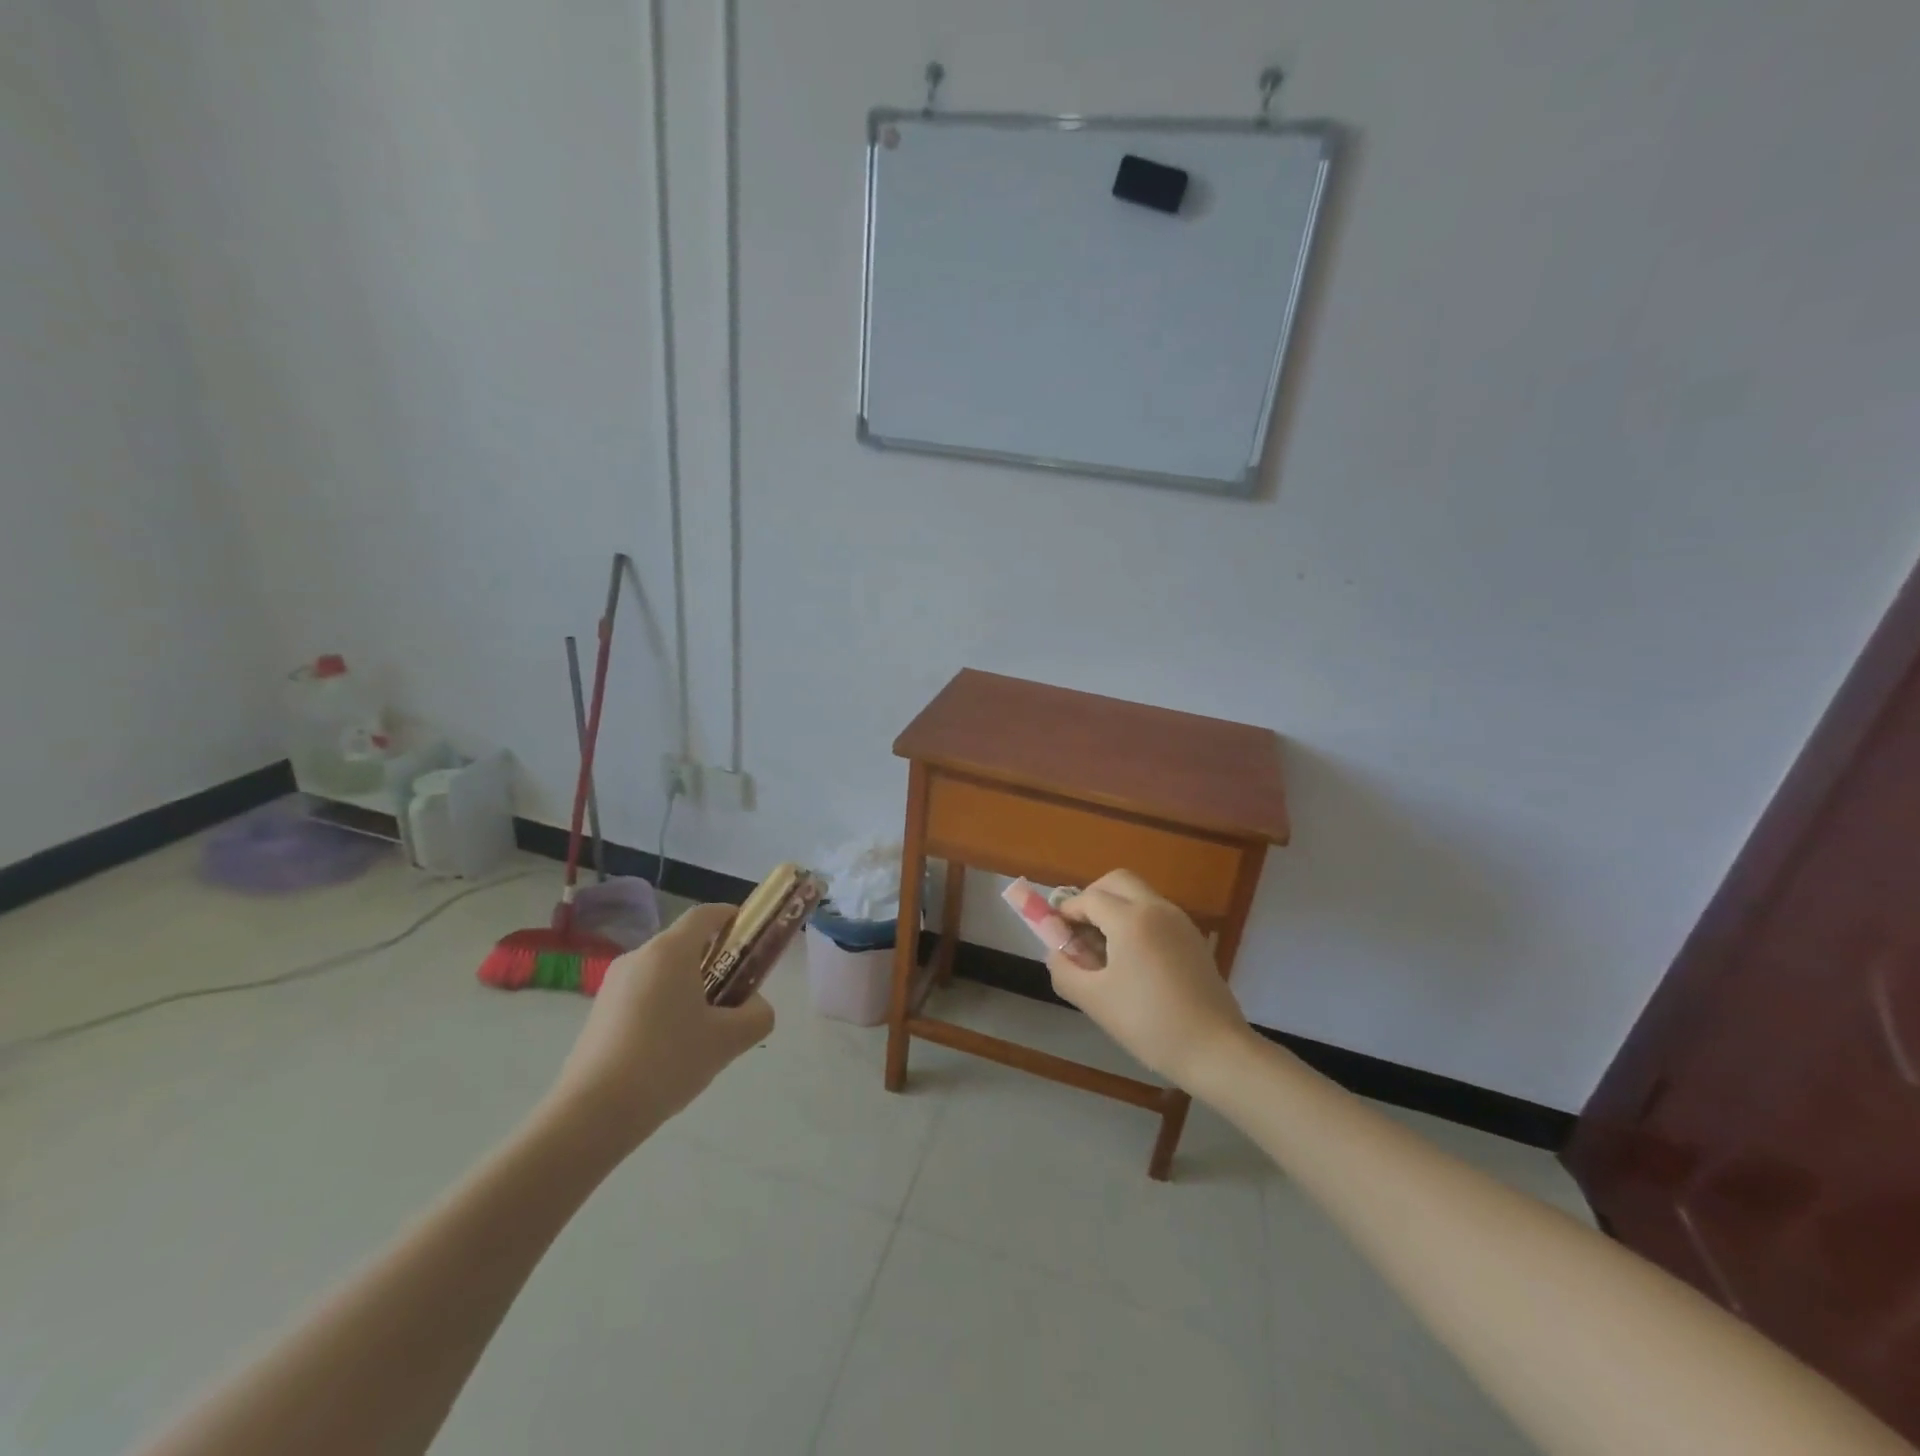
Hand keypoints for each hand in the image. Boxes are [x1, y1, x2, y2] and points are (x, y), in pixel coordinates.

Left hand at [546, 903, 773, 1153]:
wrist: (592, 1114)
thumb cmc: (667, 1062)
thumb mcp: (728, 1040)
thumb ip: (757, 1015)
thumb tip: (754, 1005)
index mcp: (670, 951)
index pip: (706, 914)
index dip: (733, 918)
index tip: (751, 938)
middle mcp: (639, 956)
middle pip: (685, 945)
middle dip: (715, 962)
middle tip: (734, 998)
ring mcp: (613, 984)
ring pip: (663, 973)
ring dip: (689, 989)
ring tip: (703, 1033)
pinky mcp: (598, 1012)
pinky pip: (642, 995)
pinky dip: (663, 1008)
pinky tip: (669, 1051)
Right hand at [1047, 870, 1254, 1089]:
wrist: (1215, 1050)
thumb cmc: (1149, 1023)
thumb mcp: (1094, 1000)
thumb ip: (1065, 970)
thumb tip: (1056, 953)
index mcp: (1131, 919)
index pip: (1089, 898)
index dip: (1067, 911)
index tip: (1055, 931)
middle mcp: (1157, 908)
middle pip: (1117, 881)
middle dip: (1092, 896)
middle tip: (1079, 929)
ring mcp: (1180, 921)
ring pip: (1139, 895)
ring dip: (1115, 908)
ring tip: (1103, 949)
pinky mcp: (1193, 938)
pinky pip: (1157, 913)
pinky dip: (1136, 921)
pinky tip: (1132, 960)